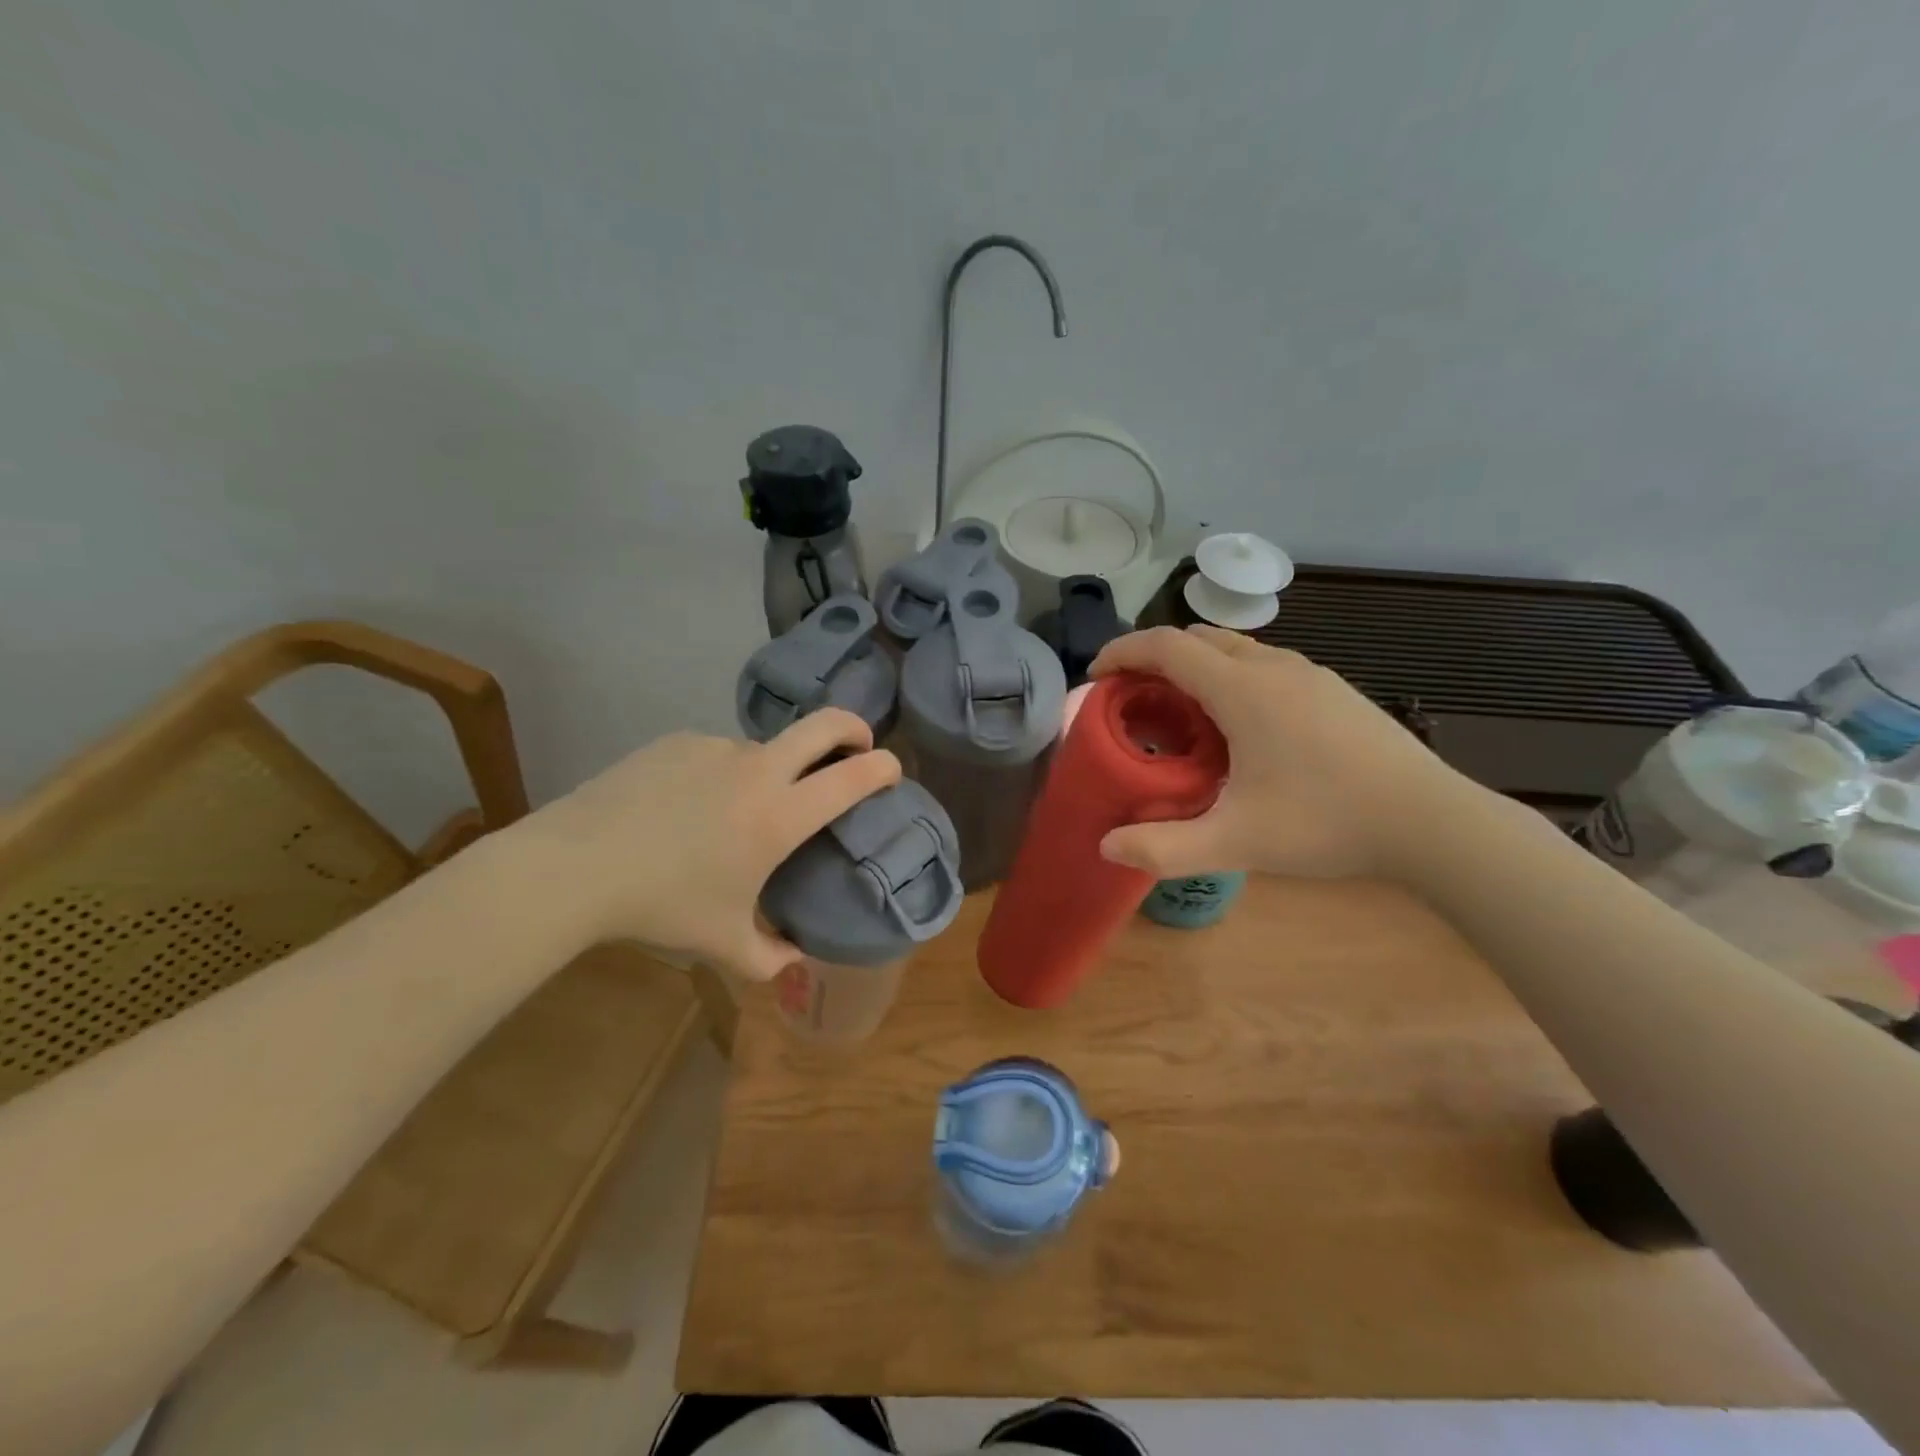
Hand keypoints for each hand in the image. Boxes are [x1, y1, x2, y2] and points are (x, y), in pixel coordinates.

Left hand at [513, 710, 899, 979]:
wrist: (574, 867)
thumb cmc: (662, 906)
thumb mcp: (723, 945)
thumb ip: (770, 958)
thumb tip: (795, 960)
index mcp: (780, 816)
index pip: (853, 776)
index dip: (884, 768)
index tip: (891, 772)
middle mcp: (757, 770)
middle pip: (825, 725)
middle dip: (854, 728)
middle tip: (857, 746)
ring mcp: (716, 749)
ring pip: (763, 749)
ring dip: (771, 771)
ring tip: (735, 814)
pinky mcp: (678, 742)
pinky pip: (716, 754)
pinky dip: (720, 775)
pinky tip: (686, 808)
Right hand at [1089, 625, 1475, 880]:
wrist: (1432, 822)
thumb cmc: (1327, 823)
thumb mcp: (1236, 842)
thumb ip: (1164, 848)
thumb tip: (1106, 846)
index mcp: (1242, 689)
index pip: (1166, 646)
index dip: (1122, 653)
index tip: (1095, 676)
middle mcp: (1273, 667)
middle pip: (1198, 638)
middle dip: (1155, 658)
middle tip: (1133, 700)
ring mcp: (1310, 674)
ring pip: (1235, 649)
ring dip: (1196, 667)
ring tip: (1182, 714)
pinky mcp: (1333, 691)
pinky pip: (1265, 666)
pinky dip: (1231, 678)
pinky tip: (1240, 729)